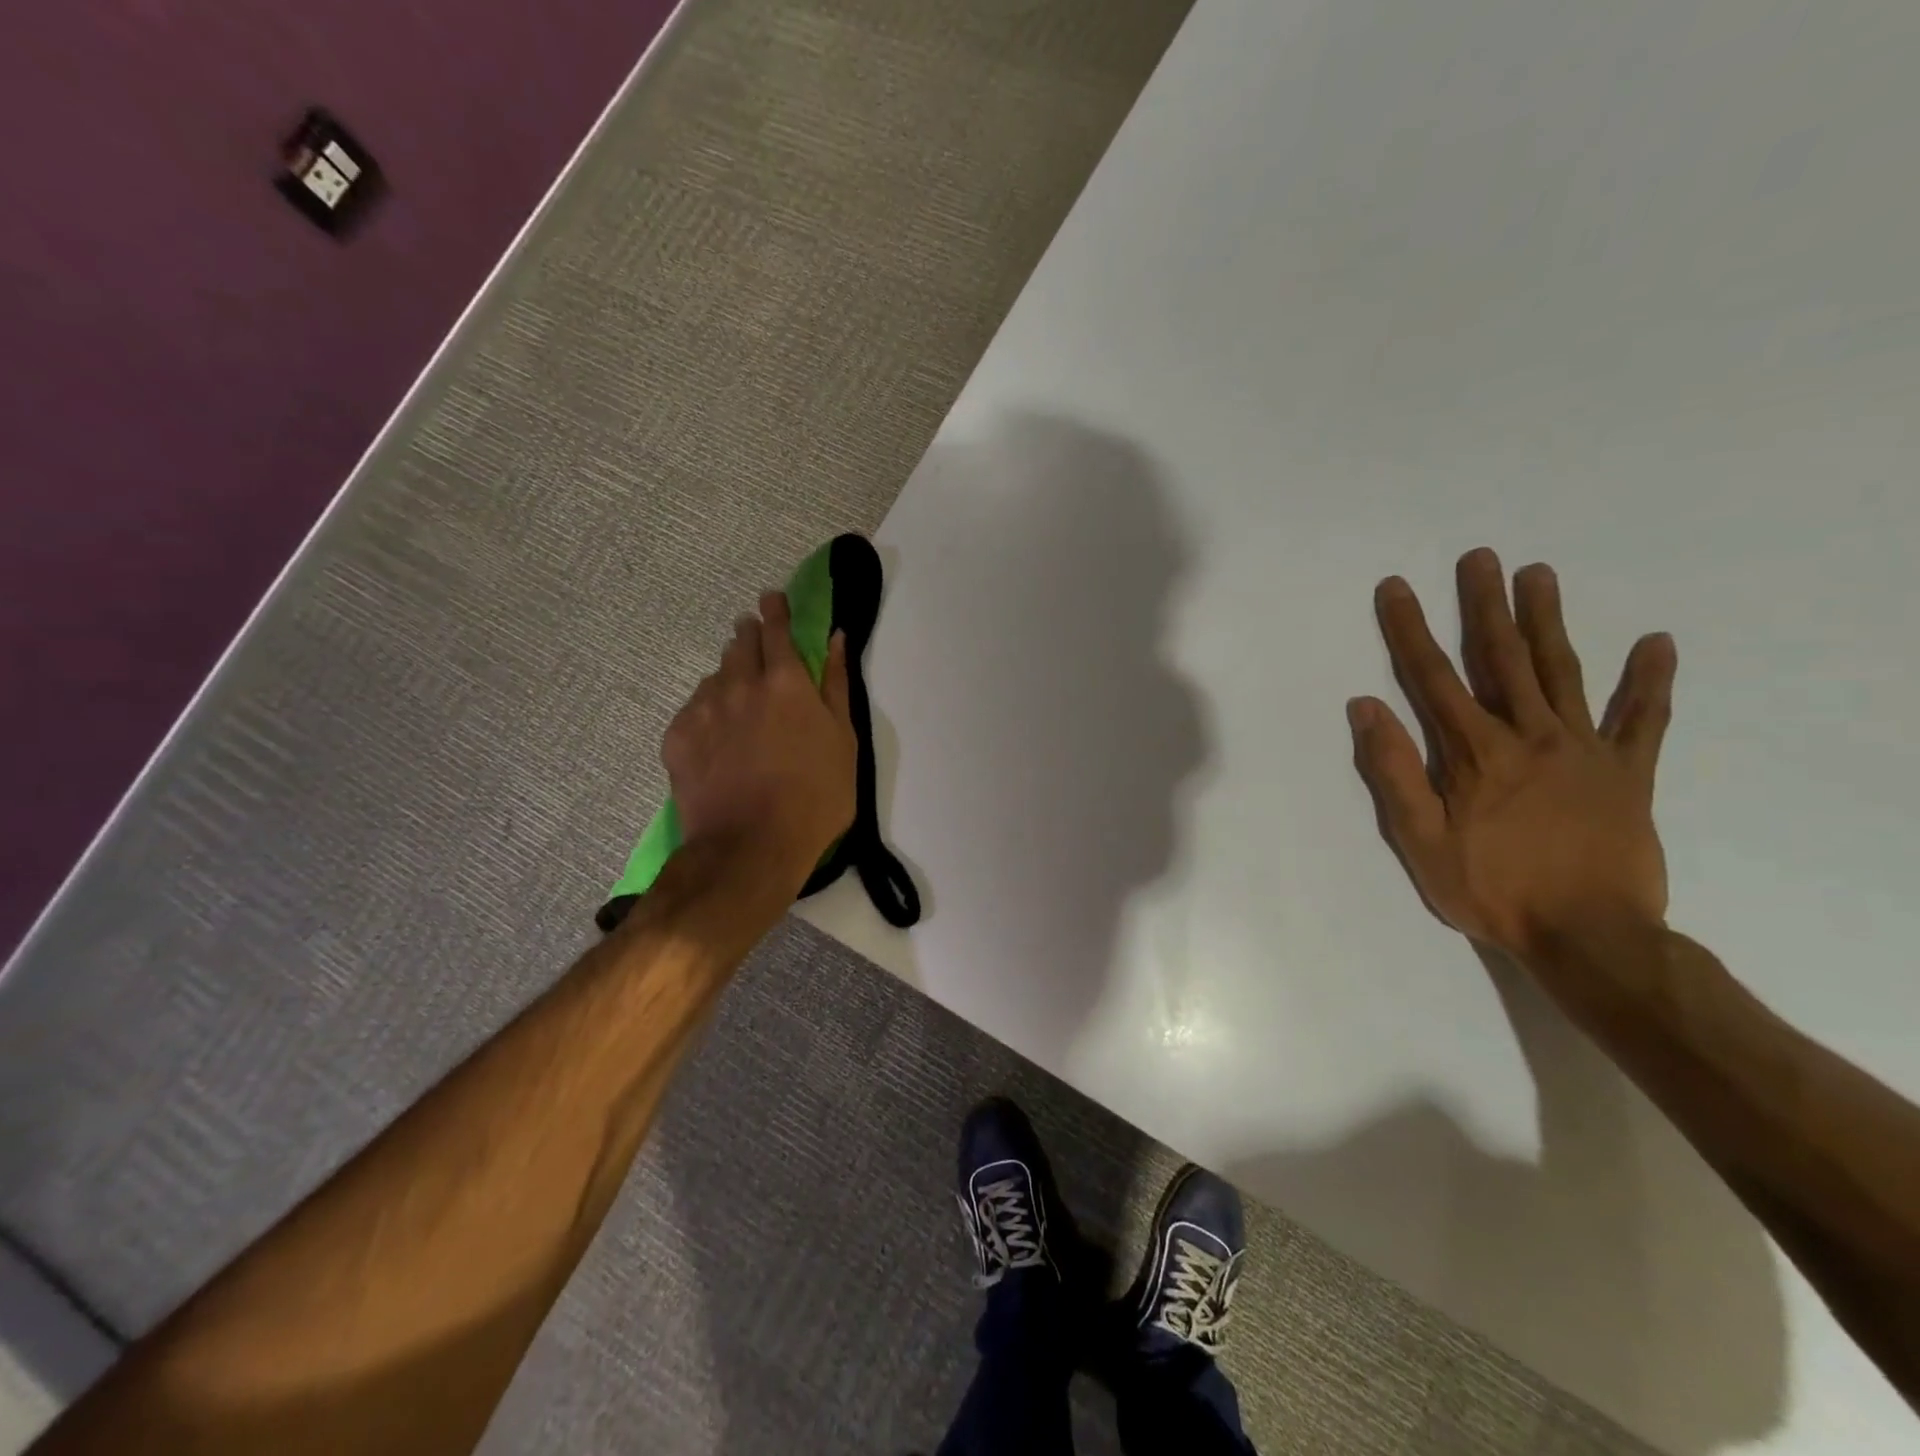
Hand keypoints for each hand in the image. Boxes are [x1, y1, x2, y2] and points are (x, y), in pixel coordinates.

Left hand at [663, 591, 856, 883]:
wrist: (750, 848)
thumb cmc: (814, 797)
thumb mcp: (844, 742)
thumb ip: (837, 684)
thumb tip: (836, 638)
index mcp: (786, 682)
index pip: (776, 628)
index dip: (775, 609)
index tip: (771, 598)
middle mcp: (740, 684)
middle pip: (740, 643)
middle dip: (749, 635)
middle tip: (756, 644)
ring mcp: (703, 709)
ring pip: (715, 676)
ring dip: (729, 675)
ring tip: (740, 701)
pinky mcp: (677, 737)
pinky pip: (694, 709)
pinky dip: (708, 711)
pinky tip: (718, 737)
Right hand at [1349, 548, 1677, 963]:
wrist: (1591, 936)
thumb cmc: (1492, 889)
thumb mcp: (1421, 839)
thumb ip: (1395, 771)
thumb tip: (1366, 707)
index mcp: (1476, 752)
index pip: (1433, 677)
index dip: (1410, 630)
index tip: (1397, 588)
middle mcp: (1531, 736)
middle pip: (1503, 659)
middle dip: (1485, 606)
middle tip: (1481, 558)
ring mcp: (1586, 750)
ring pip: (1563, 673)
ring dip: (1548, 622)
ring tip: (1540, 575)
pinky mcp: (1630, 773)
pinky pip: (1643, 721)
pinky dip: (1649, 683)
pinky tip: (1655, 644)